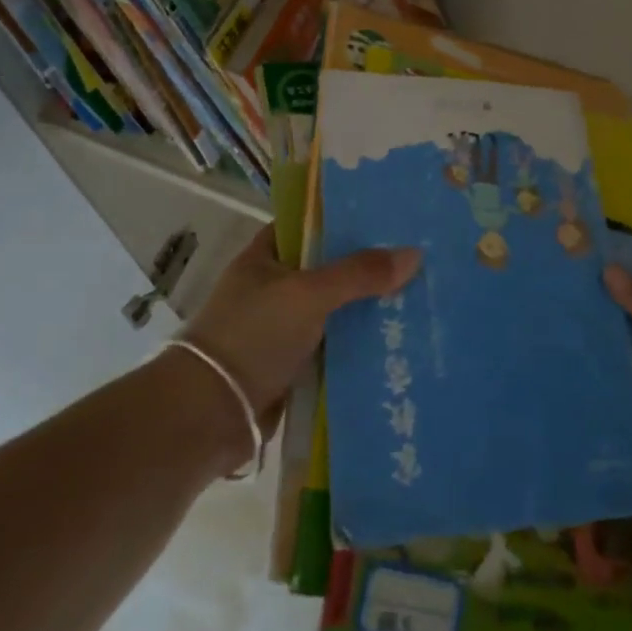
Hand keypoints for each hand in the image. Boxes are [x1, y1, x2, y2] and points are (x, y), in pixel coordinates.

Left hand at [184, 227, 420, 425]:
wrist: (213, 413)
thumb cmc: (253, 336)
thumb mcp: (308, 294)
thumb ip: (359, 274)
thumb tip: (414, 254)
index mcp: (264, 258)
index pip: (307, 226)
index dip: (342, 219)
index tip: (385, 217)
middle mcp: (272, 288)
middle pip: (327, 268)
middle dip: (365, 266)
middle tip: (415, 257)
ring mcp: (282, 328)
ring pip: (333, 309)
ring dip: (366, 307)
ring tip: (418, 295)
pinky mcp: (293, 364)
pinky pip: (333, 345)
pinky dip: (358, 343)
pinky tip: (397, 339)